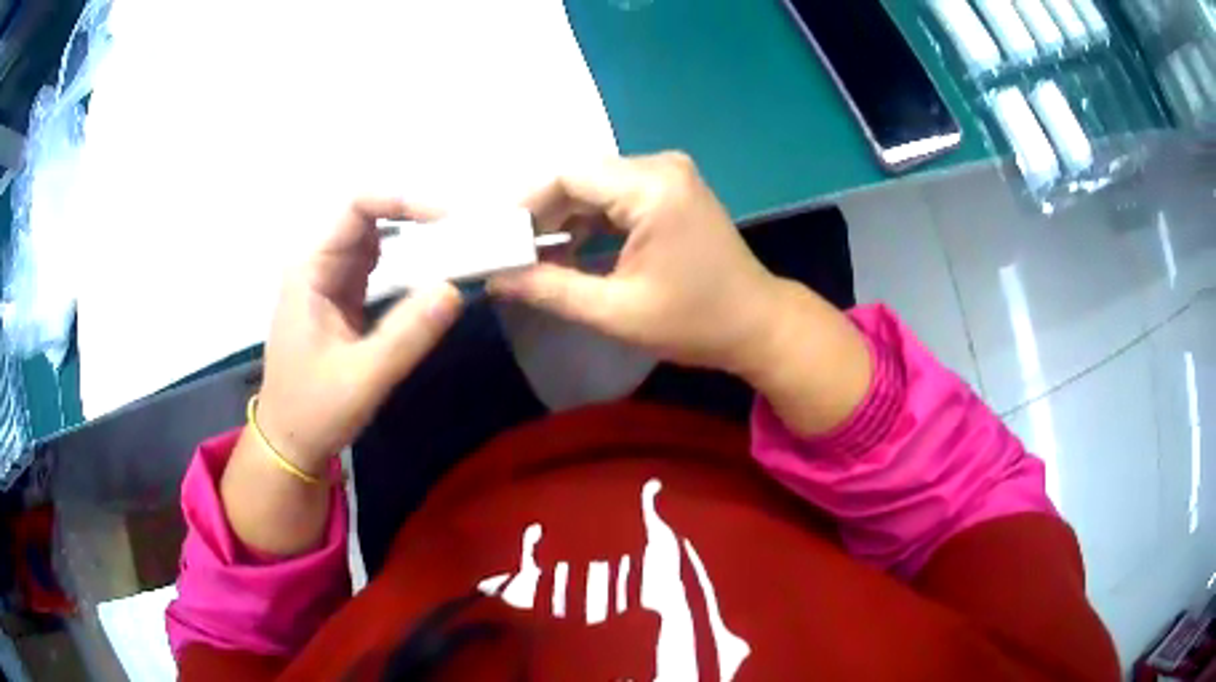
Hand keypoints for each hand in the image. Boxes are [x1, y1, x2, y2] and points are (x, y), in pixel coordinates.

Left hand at [255, 198, 461, 475]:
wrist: (289, 443)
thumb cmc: (314, 410)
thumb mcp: (362, 378)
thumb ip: (406, 334)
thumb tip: (454, 289)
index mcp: (311, 270)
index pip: (357, 208)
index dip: (403, 201)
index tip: (448, 220)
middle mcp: (319, 265)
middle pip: (370, 219)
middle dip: (417, 220)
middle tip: (465, 236)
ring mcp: (330, 282)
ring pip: (377, 242)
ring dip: (415, 242)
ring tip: (459, 250)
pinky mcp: (342, 300)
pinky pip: (378, 269)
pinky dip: (408, 266)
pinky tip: (434, 275)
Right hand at [488, 152, 782, 377]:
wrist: (757, 323)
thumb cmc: (694, 322)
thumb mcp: (616, 311)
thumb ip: (550, 289)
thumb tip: (496, 278)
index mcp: (652, 188)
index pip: (569, 176)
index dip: (527, 205)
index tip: (500, 240)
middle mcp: (661, 166)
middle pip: (581, 176)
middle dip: (543, 214)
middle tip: (513, 253)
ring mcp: (670, 174)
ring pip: (596, 185)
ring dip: (565, 219)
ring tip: (537, 258)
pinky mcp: (672, 188)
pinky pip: (617, 194)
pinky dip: (591, 220)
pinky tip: (572, 251)